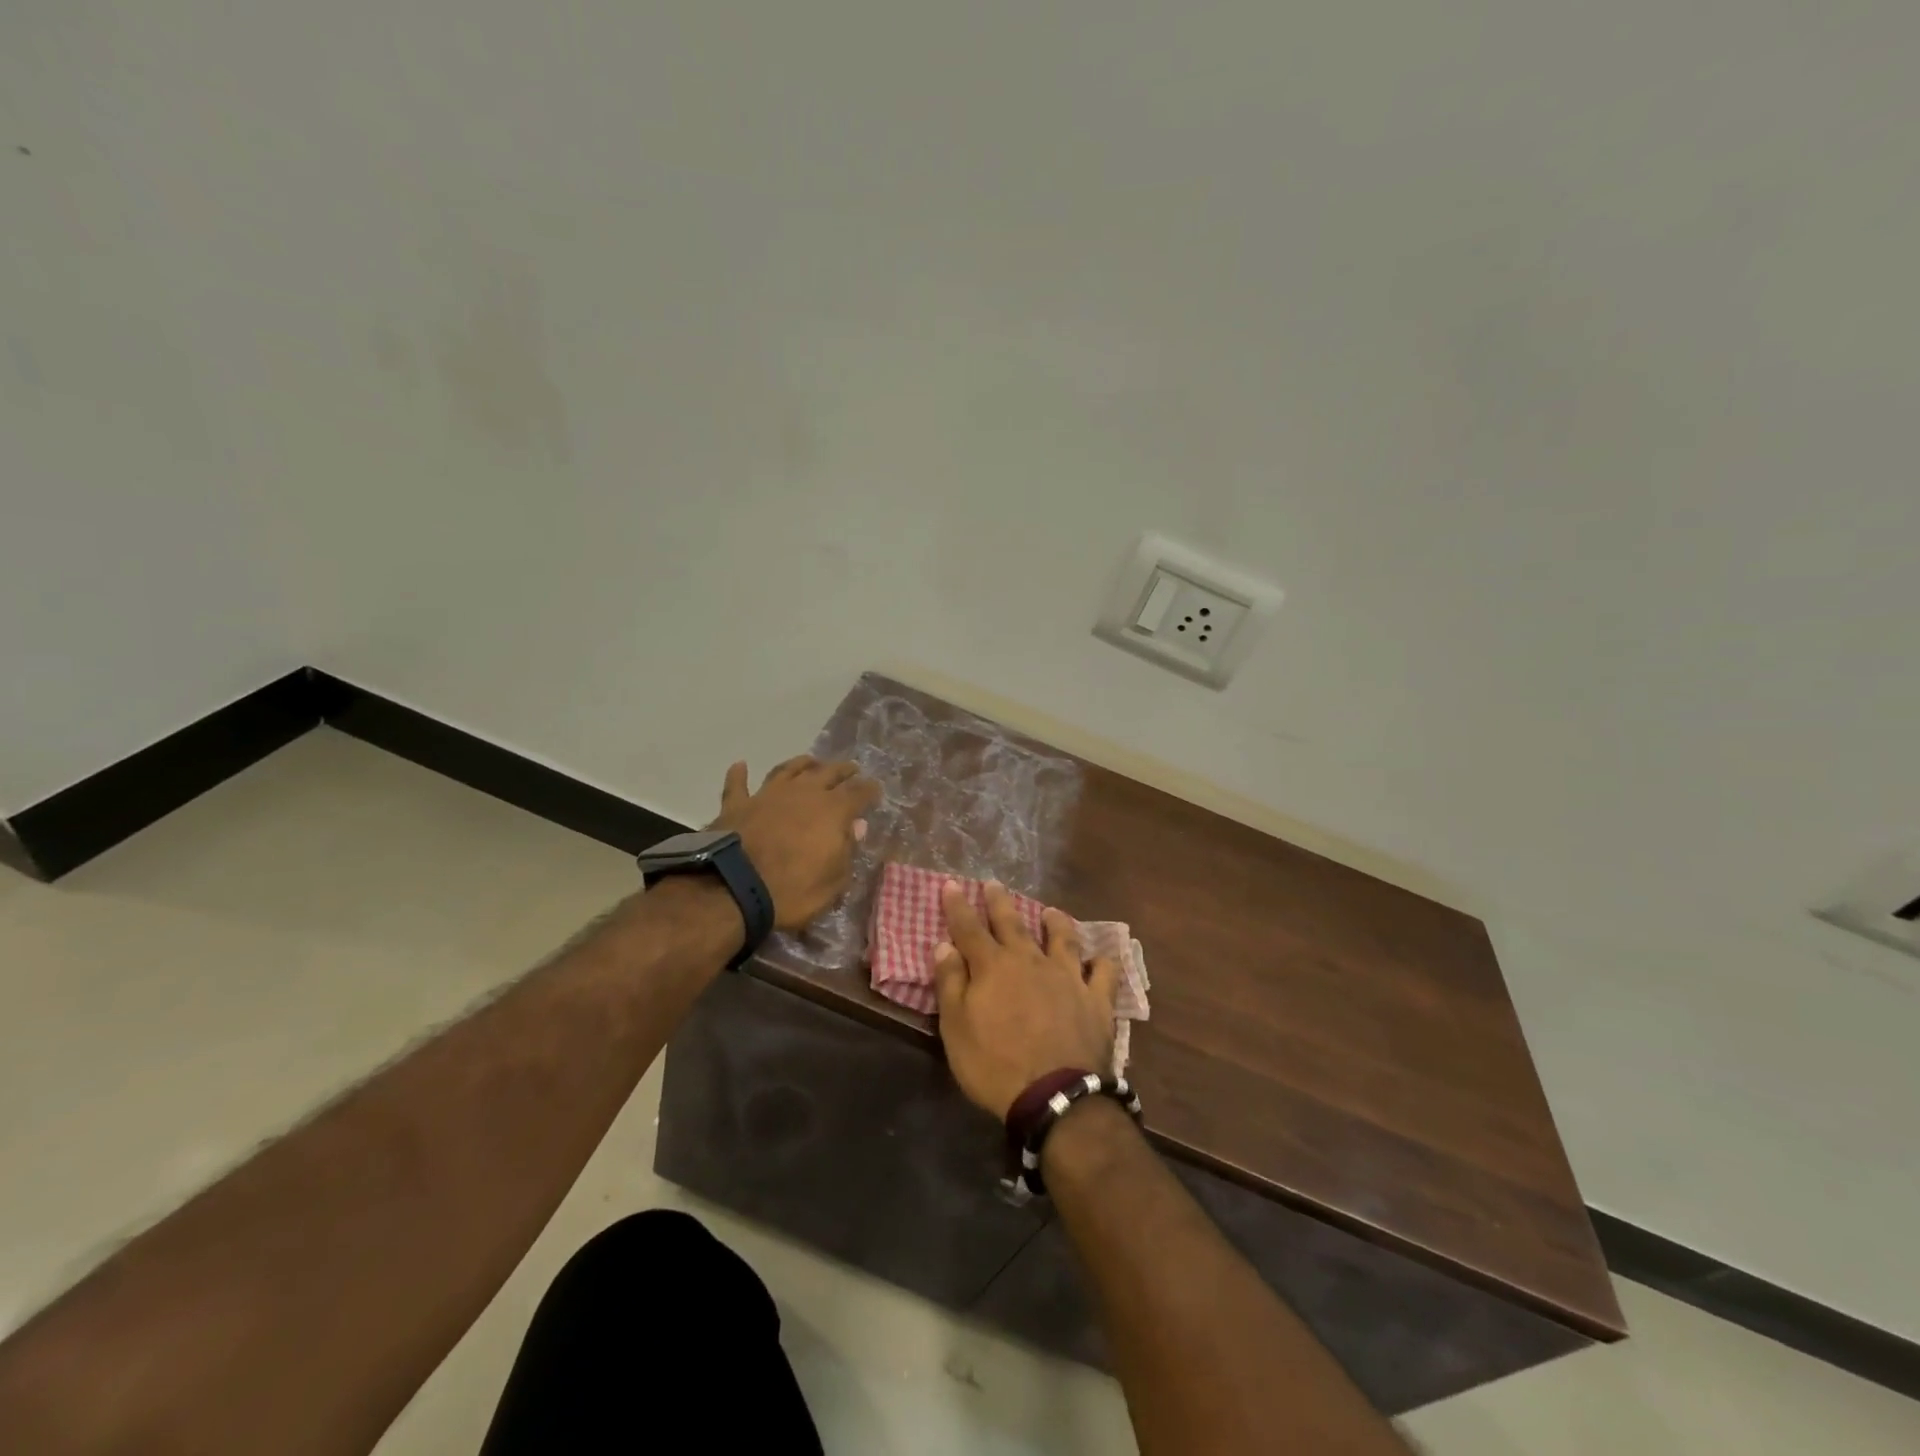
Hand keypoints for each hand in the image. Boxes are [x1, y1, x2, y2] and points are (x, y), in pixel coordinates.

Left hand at [712, 757, 878, 931]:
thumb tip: (857, 826)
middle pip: (828, 773)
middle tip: (851, 769)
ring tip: (811, 761)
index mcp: (833, 810)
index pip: (858, 793)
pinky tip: (741, 765)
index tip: (876, 789)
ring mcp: (768, 795)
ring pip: (788, 770)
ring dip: (802, 764)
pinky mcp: (737, 805)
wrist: (735, 889)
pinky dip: (739, 774)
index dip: (869, 790)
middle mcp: (803, 793)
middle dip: (842, 770)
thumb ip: (847, 849)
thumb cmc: (793, 890)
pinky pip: (738, 785)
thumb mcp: (834, 881)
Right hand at [933, 881, 1119, 1118]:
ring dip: (1056, 923)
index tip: (951, 884)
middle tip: (993, 884)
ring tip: (1051, 912)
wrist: (1054, 1095)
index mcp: (993, 967)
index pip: (969, 928)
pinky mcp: (1096, 1000)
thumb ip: (950, 983)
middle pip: (1013, 923)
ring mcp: (1068, 977)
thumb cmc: (994, 1064)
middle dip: (999, 902)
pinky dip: (1102, 963)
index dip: (958, 906)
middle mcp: (1030, 961)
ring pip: (1063, 939)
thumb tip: (944, 945)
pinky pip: (1104, 973)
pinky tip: (1100, 959)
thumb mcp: (956, 1028)